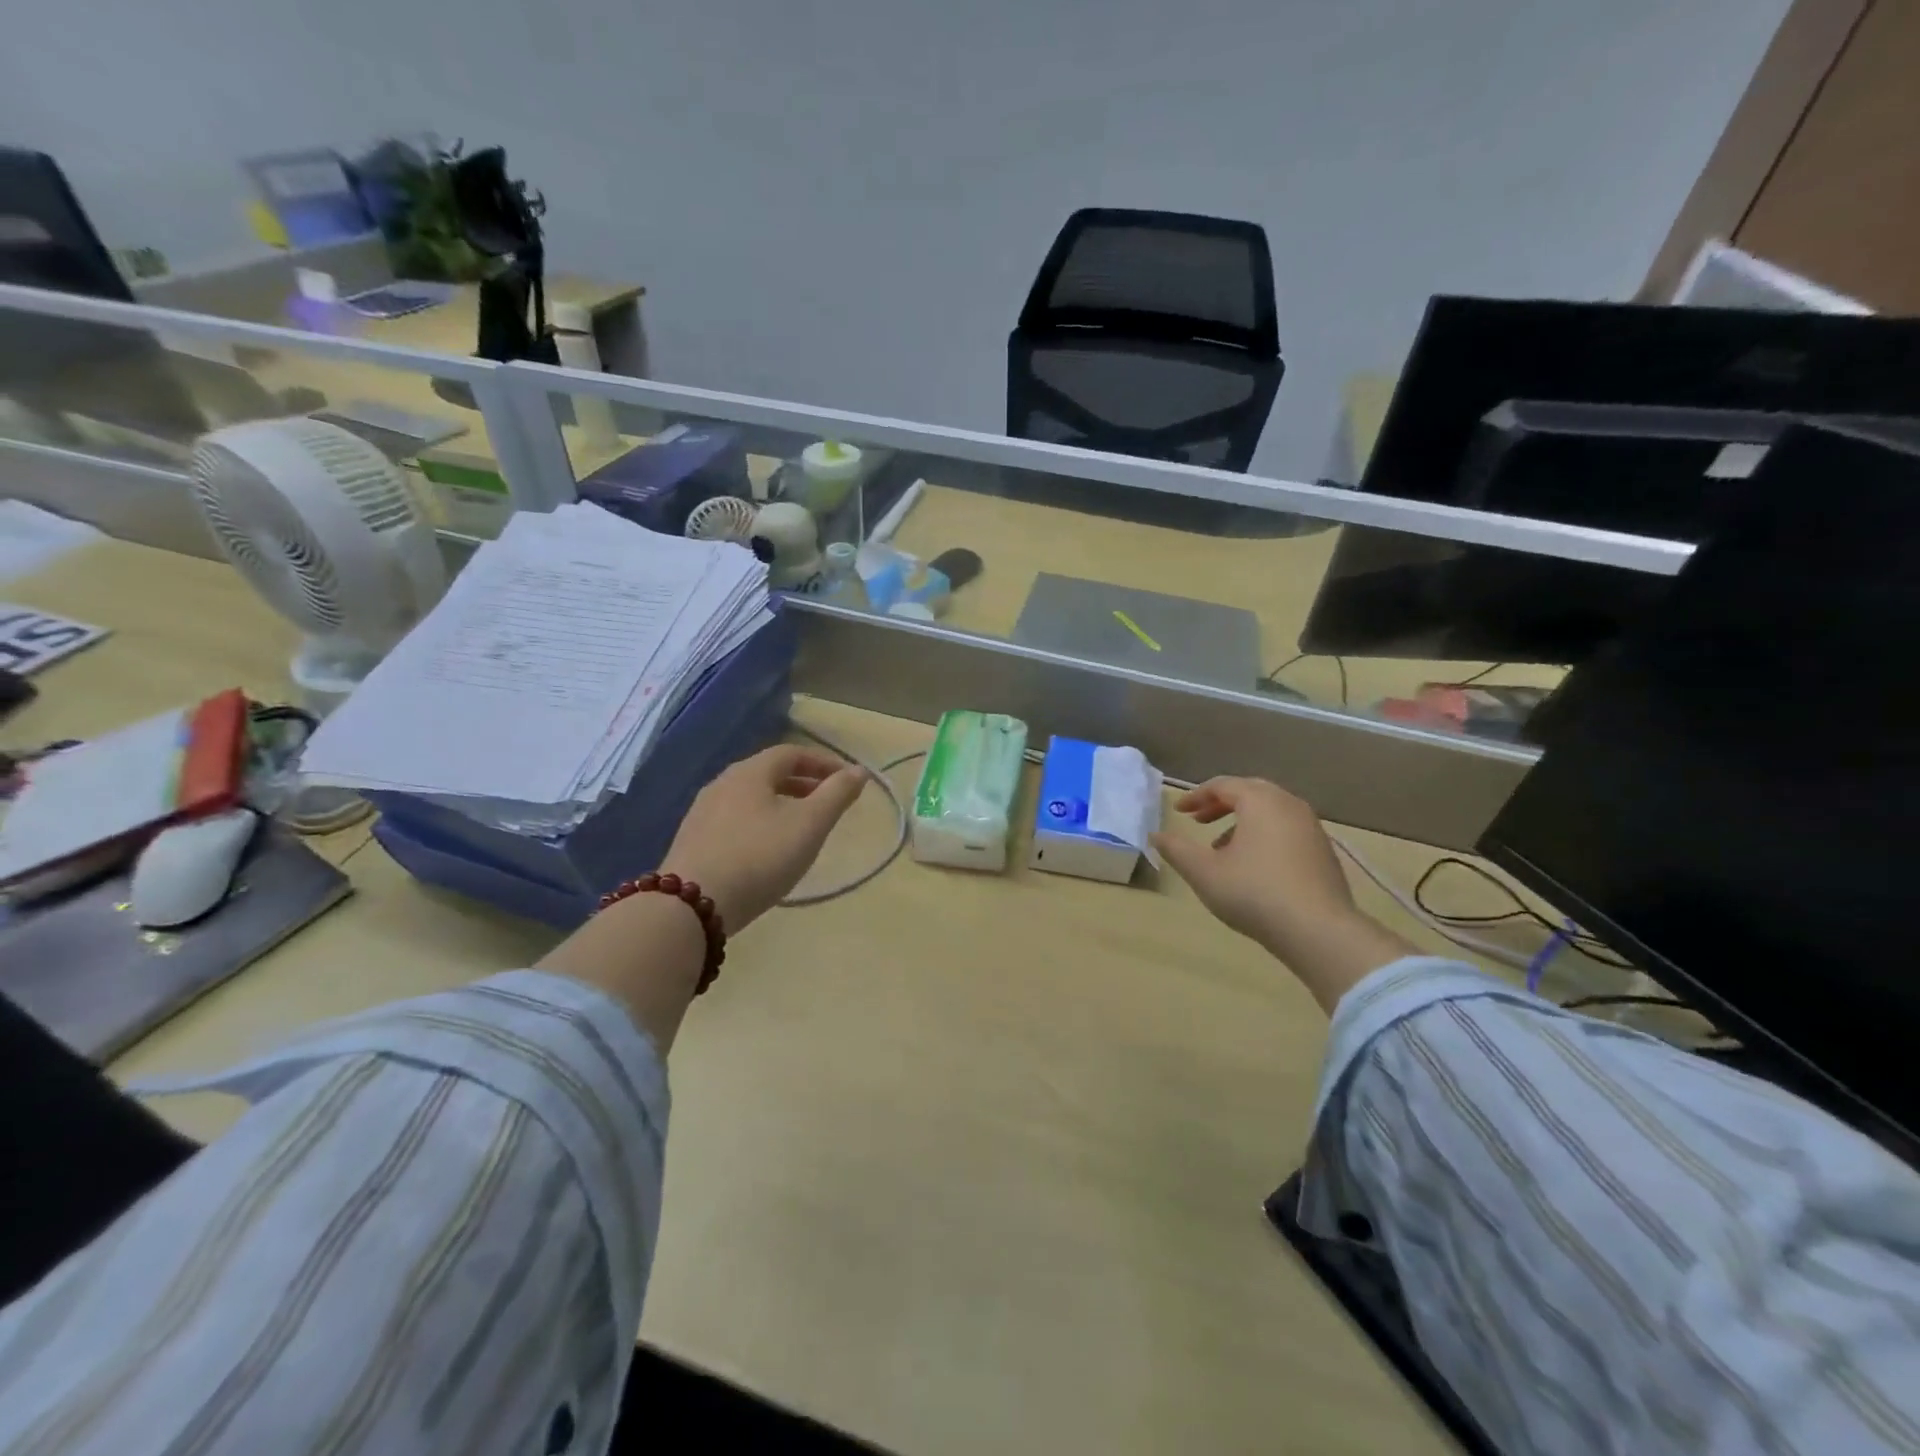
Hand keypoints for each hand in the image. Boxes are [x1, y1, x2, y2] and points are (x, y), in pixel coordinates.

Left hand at [661, 745, 868, 931]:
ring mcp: (703, 813)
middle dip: (804, 783)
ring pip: (751, 798)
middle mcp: (722, 784)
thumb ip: (837, 795)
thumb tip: (858, 771)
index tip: (848, 780)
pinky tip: (768, 850)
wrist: (691, 905)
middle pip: (769, 773)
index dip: (823, 762)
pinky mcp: (693, 841)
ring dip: (781, 804)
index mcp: (750, 772)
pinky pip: (735, 820)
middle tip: (829, 802)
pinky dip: (761, 823)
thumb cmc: (759, 857)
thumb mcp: (809, 825)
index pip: (791, 753)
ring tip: (802, 827)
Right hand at [1152, 777, 1415, 1010]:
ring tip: (1222, 847)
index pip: (1223, 785)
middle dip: (1220, 804)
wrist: (1319, 931)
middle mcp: (1289, 804)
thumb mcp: (1204, 872)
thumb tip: (1155, 835)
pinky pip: (1287, 829)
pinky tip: (1253, 866)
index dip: (1196, 796)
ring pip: (1271, 811)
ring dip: (1242, 821)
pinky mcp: (1324, 851)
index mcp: (1260, 801)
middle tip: (1199, 821)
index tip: (1179, 812)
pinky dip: (1264, 835)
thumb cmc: (1254, 893)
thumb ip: (1176, 850)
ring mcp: (1311, 827)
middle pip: (1250, 792)